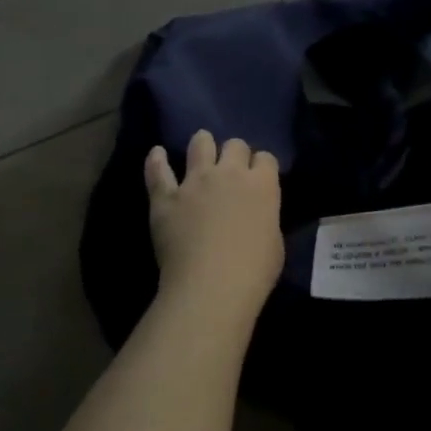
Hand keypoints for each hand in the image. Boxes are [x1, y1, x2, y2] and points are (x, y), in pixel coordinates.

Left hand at [145, 130, 283, 326]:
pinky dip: (156, 161)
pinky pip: (158, 172)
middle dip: (235, 153)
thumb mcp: (274, 242)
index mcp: (262, 185)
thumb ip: (265, 218)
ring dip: (202, 144)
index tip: (259, 176)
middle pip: (235, 145)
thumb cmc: (254, 271)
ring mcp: (195, 182)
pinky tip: (156, 153)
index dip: (262, 166)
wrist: (212, 286)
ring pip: (200, 145)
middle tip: (231, 167)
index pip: (266, 158)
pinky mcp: (167, 197)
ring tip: (201, 147)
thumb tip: (256, 216)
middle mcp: (230, 174)